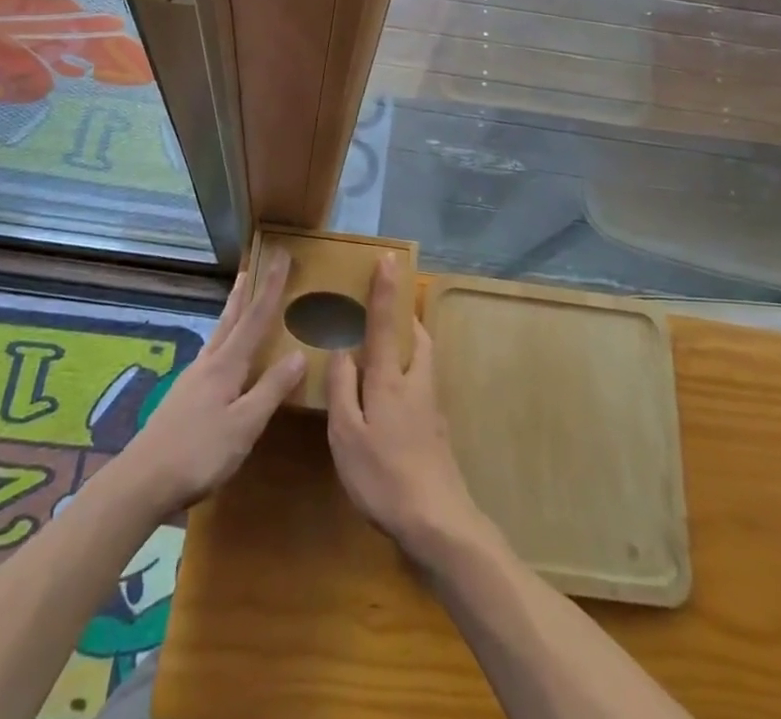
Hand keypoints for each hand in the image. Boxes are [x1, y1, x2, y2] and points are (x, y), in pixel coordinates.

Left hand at [117, 249, 305, 516]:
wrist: (141, 482)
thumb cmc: (198, 453)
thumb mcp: (244, 425)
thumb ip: (271, 389)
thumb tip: (300, 353)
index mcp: (226, 365)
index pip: (255, 317)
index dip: (271, 286)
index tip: (280, 255)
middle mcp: (208, 364)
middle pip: (230, 319)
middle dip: (243, 293)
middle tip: (251, 267)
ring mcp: (192, 381)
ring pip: (217, 336)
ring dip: (230, 314)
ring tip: (238, 302)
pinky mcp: (182, 399)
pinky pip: (210, 357)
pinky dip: (222, 342)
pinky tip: (220, 357)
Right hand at [326, 255, 488, 561]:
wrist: (438, 522)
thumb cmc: (384, 476)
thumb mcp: (347, 435)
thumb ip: (342, 389)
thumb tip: (342, 351)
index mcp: (390, 378)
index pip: (386, 322)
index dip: (385, 289)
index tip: (389, 258)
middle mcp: (416, 382)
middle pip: (417, 337)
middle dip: (406, 318)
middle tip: (386, 312)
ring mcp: (432, 406)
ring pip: (423, 361)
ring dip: (410, 345)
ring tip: (386, 350)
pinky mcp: (438, 430)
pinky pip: (422, 385)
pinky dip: (410, 374)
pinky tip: (392, 400)